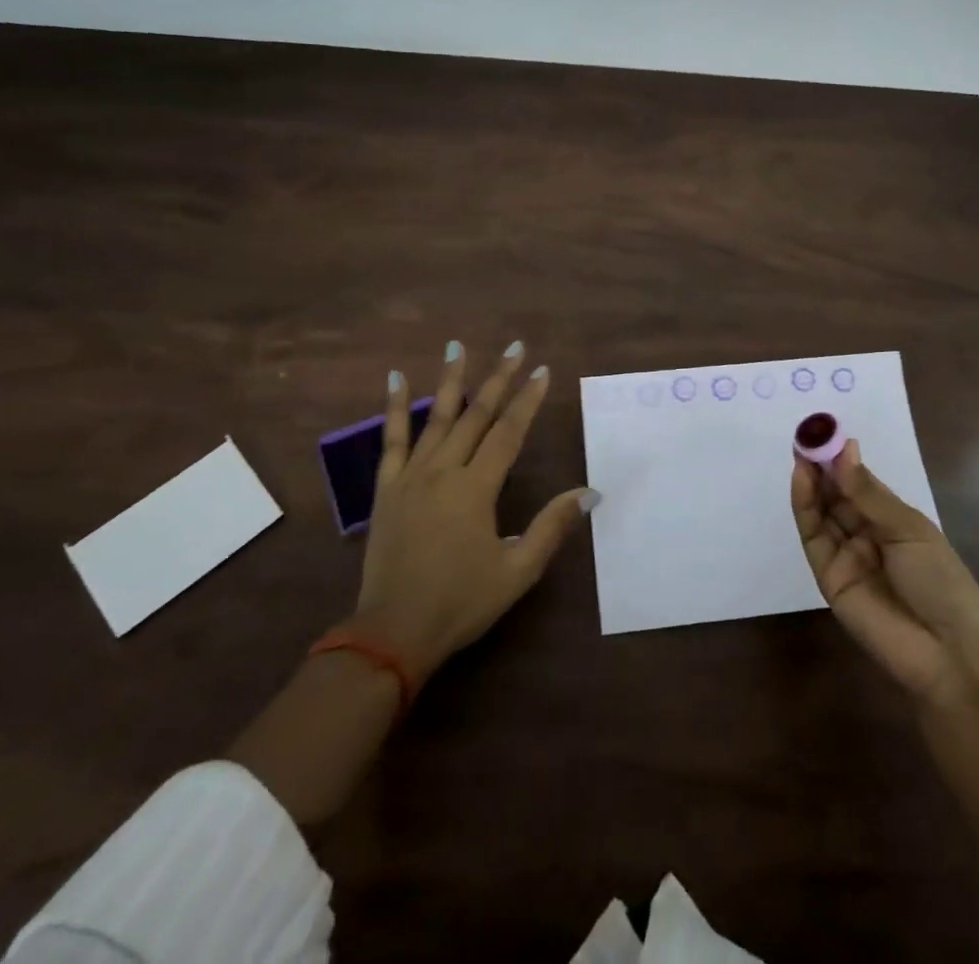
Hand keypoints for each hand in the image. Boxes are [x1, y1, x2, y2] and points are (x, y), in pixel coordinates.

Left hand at [352, 341, 597, 683]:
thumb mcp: (517, 572)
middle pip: (476, 415)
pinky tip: (396, 377)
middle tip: (515, 347)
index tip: (543, 372)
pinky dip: (395, 406)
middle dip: (499, 379)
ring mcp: (411, 476)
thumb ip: (552, 528)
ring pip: (436, 417)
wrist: (392, 632)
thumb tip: (591, 492)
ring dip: (451, 379)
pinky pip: (391, 439)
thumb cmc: (460, 603)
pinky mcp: (386, 487)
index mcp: (476, 489)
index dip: (527, 401)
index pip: (508, 433)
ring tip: (459, 345)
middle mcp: (444, 471)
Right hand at [792, 440, 978, 705]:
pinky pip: (813, 536)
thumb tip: (844, 449)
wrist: (947, 652)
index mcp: (892, 521)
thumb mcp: (909, 530)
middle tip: (807, 436)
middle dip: (821, 465)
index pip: (859, 483)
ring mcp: (845, 554)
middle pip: (835, 494)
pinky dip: (804, 507)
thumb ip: (868, 493)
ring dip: (810, 481)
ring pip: (820, 511)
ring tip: (802, 452)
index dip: (842, 459)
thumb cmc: (941, 582)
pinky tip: (802, 480)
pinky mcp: (827, 574)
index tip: (825, 432)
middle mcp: (865, 534)